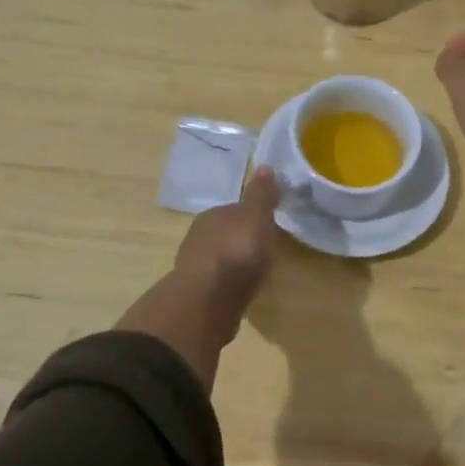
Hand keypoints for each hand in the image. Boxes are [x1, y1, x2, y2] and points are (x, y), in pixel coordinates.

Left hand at [171, 167, 281, 342]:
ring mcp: (196, 266)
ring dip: (234, 263)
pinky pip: (219, 281)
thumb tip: (264, 166)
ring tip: (256, 271)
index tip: (268, 225)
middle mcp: (199, 236)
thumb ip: (261, 195)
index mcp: (212, 215)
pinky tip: (241, 290)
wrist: (208, 299)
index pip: (234, 210)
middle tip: (264, 249)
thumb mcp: (256, 217)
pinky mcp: (198, 294)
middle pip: (226, 233)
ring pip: (221, 258)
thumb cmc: (236, 250)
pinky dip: (230, 283)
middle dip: (242, 239)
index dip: (252, 216)